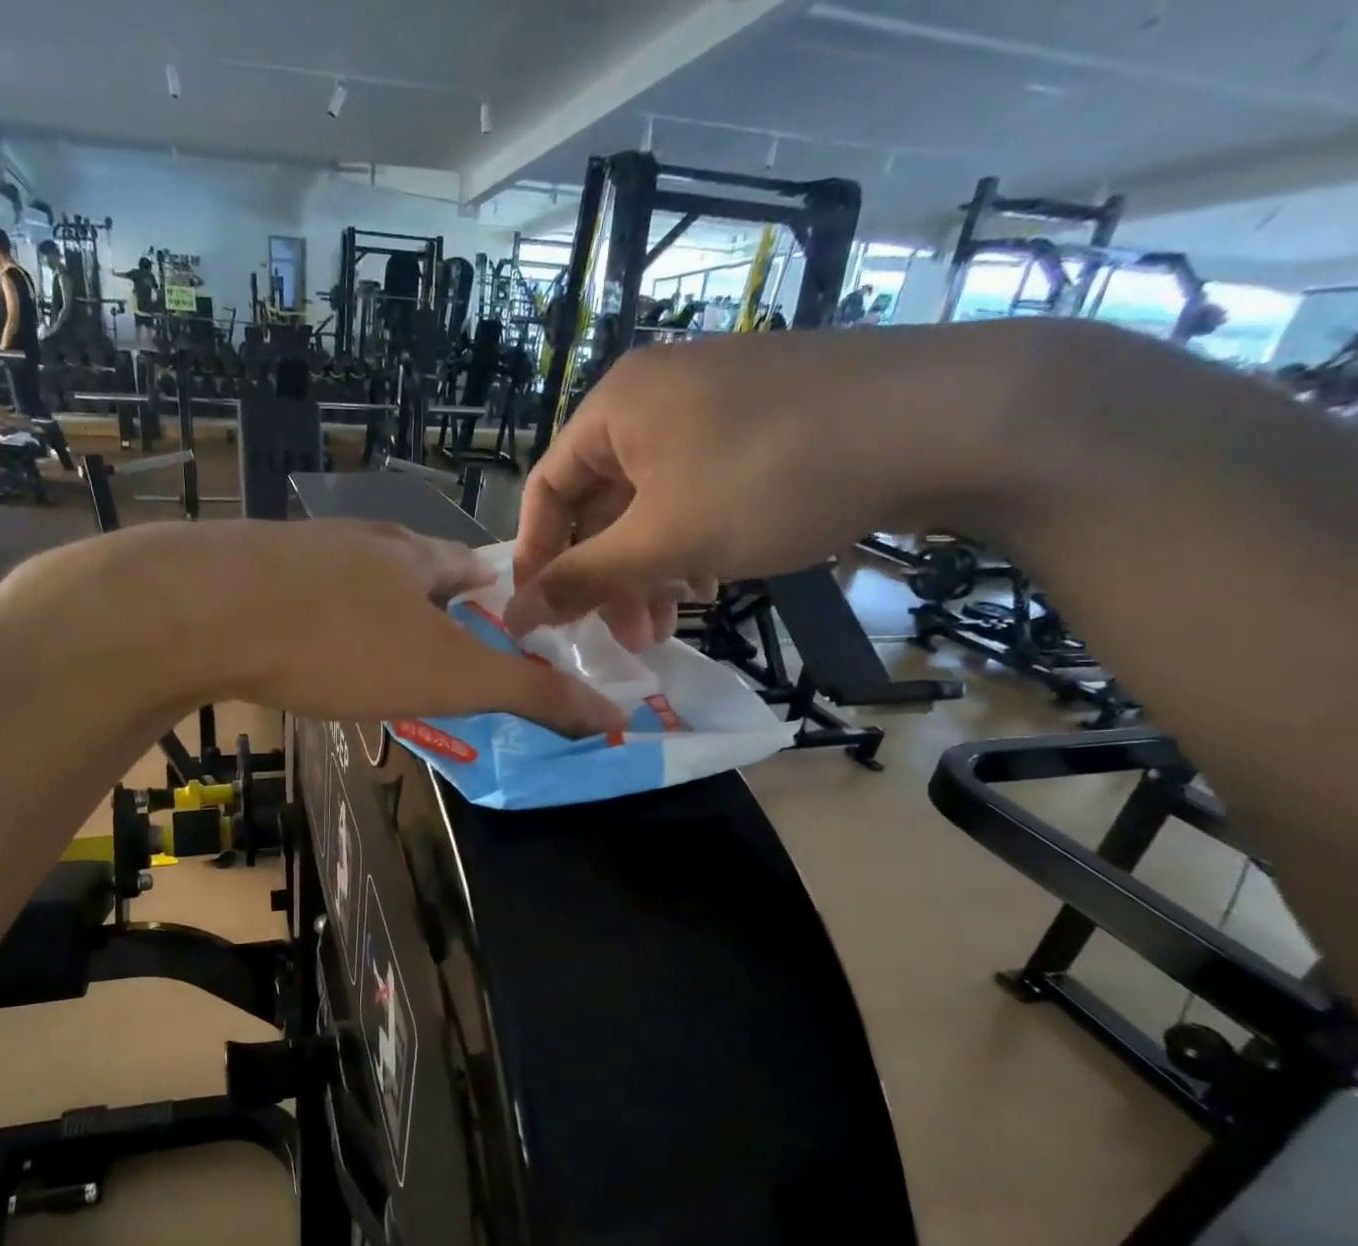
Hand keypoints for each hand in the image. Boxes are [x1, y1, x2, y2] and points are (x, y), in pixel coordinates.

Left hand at [164, 521, 623, 735]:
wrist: (201, 611)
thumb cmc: (342, 643)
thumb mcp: (446, 676)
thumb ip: (526, 692)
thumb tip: (611, 715)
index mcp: (414, 556)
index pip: (470, 566)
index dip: (490, 593)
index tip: (495, 621)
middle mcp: (360, 541)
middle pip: (409, 566)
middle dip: (427, 600)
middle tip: (432, 644)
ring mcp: (297, 550)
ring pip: (348, 578)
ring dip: (366, 607)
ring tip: (368, 648)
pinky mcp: (243, 572)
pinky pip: (293, 593)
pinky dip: (308, 617)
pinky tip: (294, 644)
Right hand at [505, 320, 1054, 647]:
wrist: (945, 419)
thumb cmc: (772, 478)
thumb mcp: (664, 539)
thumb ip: (581, 579)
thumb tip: (512, 615)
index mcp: (616, 406)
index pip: (545, 490)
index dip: (537, 559)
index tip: (541, 618)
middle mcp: (655, 394)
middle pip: (601, 501)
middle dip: (605, 577)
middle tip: (621, 637)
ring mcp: (714, 402)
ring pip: (653, 502)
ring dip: (649, 569)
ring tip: (667, 625)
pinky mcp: (762, 419)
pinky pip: (698, 489)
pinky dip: (692, 541)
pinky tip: (712, 580)